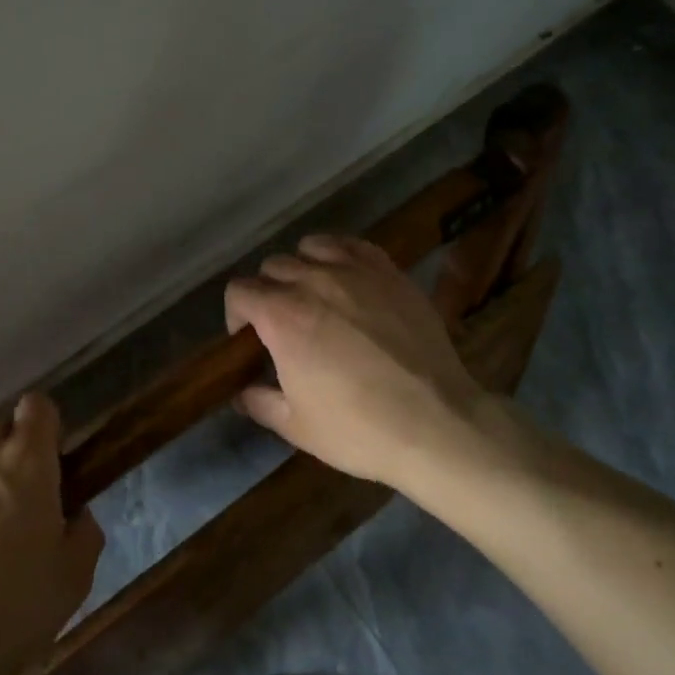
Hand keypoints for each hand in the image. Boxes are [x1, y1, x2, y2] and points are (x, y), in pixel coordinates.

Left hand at [0, 392, 103, 674]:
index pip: (37, 407)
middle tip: (23, 510)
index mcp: (25, 461)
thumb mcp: (74, 576)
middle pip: (0, 434)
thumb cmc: (15, 604)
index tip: (52, 463)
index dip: (47, 428)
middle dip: (13, 460)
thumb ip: (84, 532)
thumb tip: (76, 517)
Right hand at [224, 233, 499, 494]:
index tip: (251, 340)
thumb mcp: (295, 426)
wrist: (436, 425)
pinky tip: (347, 279)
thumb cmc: (358, 429)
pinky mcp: (391, 274)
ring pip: (310, 247)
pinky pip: (354, 245)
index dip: (237, 314)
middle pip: (273, 267)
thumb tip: (241, 392)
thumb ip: (258, 402)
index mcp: (281, 316)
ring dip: (303, 268)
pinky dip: (340, 255)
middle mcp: (312, 282)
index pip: (239, 291)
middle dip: (268, 292)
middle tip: (283, 324)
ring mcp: (355, 273)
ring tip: (315, 295)